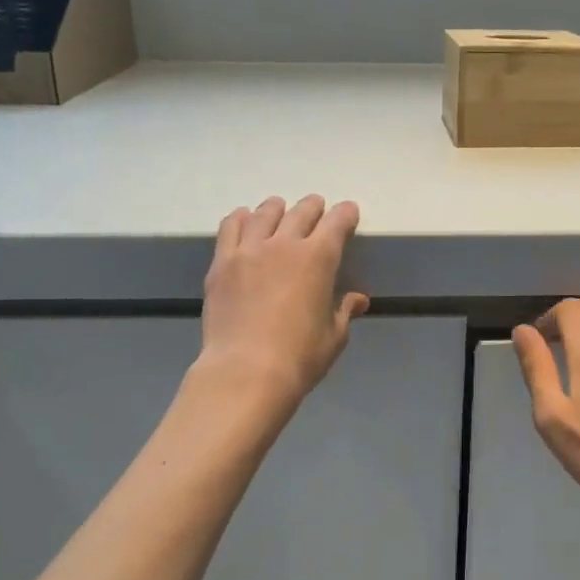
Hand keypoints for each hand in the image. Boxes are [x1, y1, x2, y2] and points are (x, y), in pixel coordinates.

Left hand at [199, 196, 368, 406]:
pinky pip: (230, 228)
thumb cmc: (299, 357)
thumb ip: (344, 311)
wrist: (245, 372)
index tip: (349, 212)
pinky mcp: (221, 264)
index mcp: (318, 258)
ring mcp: (248, 251)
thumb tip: (358, 299)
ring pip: (264, 214)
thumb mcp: (334, 337)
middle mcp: (284, 244)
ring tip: (279, 208)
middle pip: (301, 212)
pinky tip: (243, 219)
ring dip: (277, 208)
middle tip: (317, 207)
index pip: (337, 222)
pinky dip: (240, 218)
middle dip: (313, 207)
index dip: (346, 214)